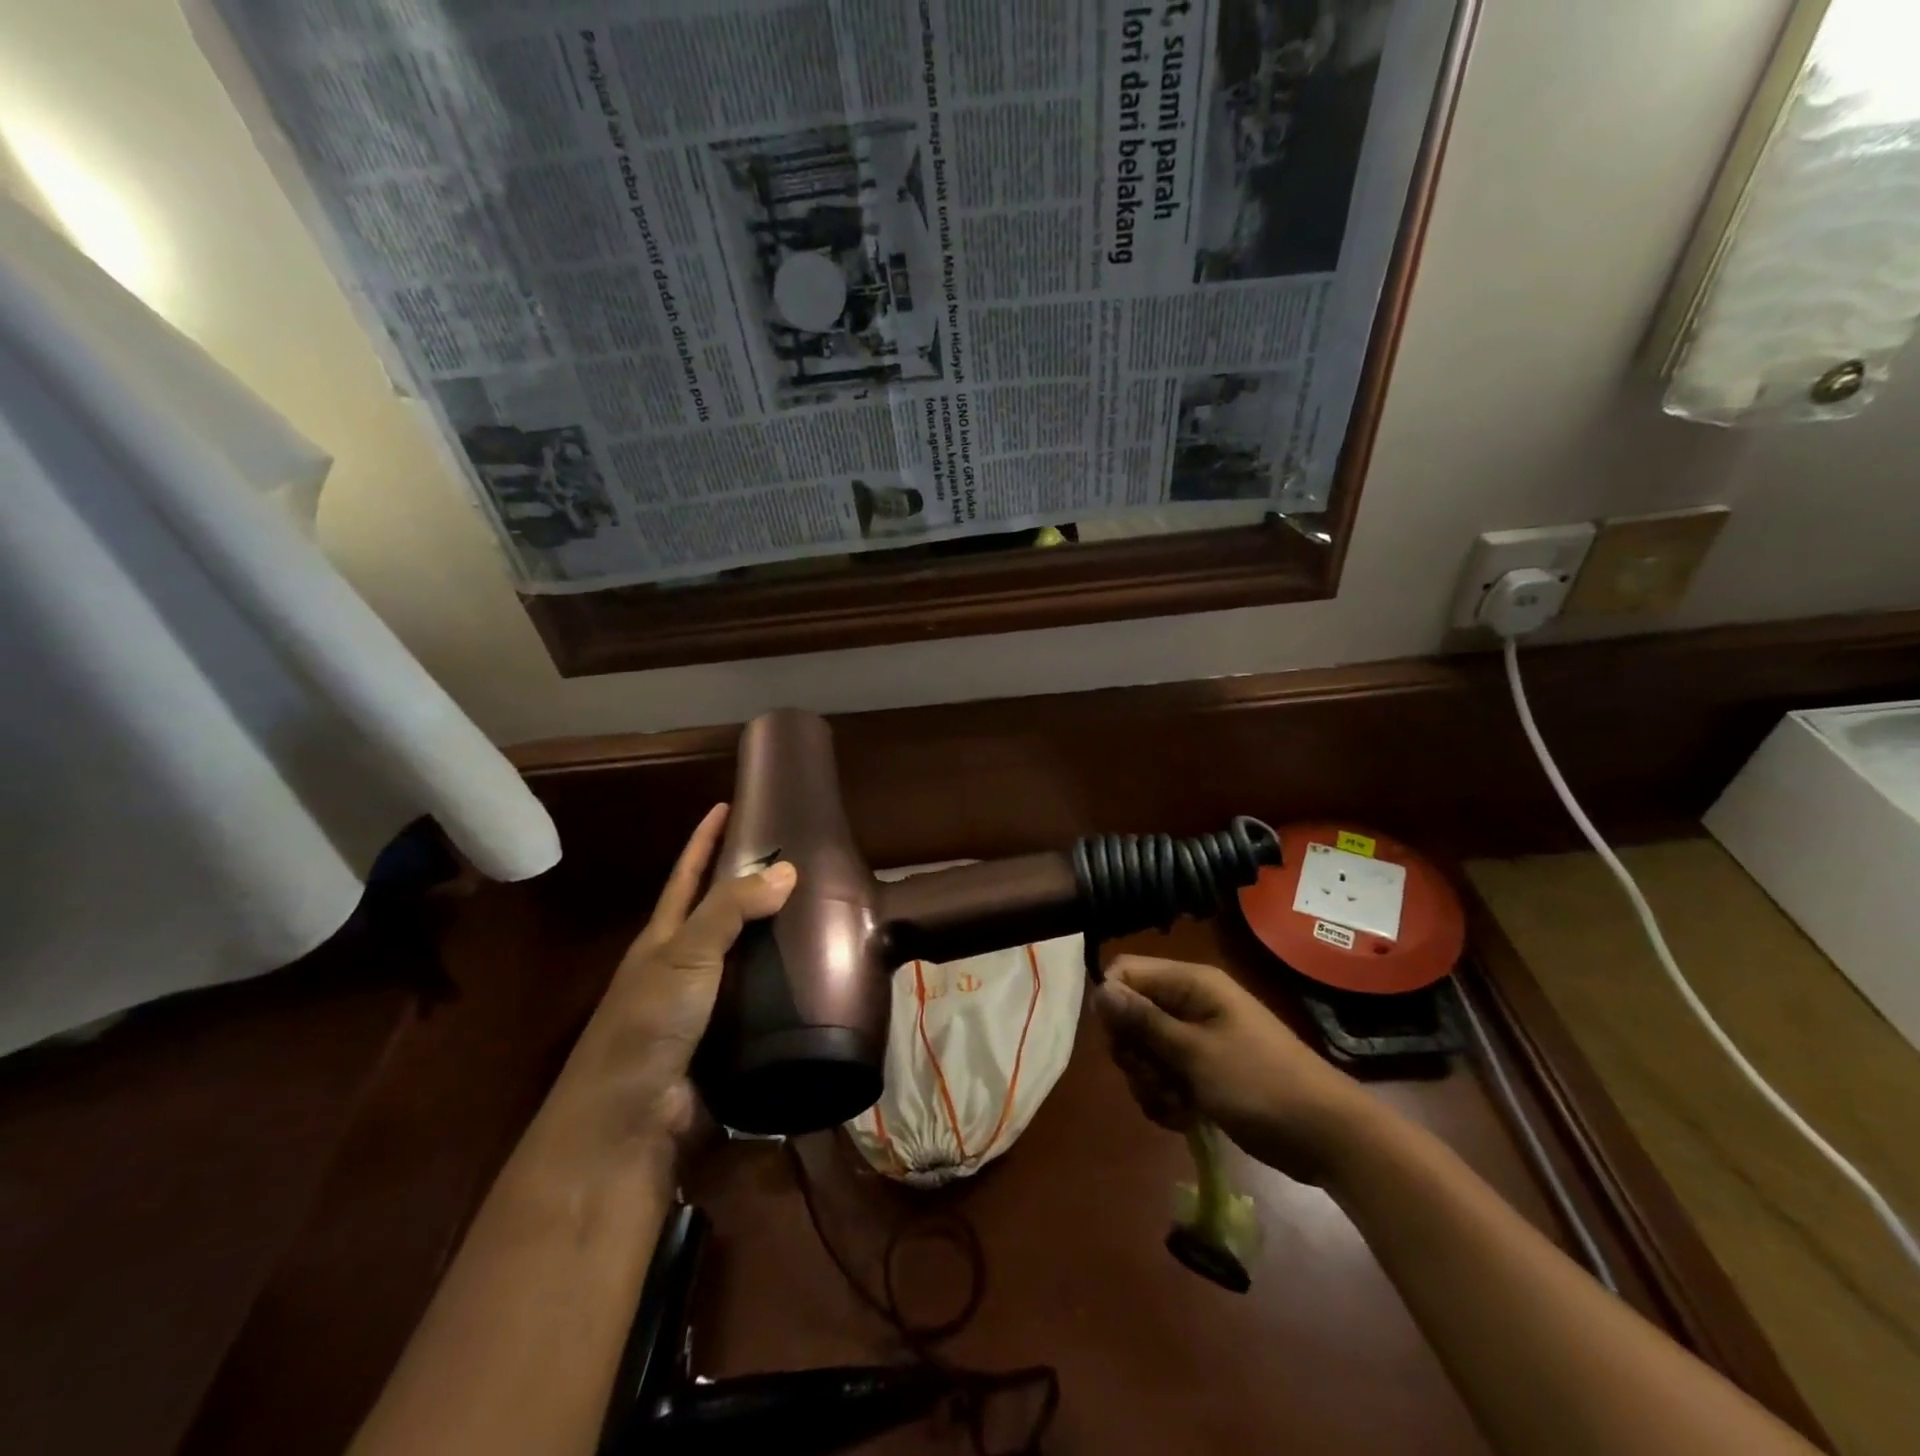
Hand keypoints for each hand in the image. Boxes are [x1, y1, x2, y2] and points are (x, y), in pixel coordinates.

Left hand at [548, 805, 795, 1160]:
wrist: (629, 1123)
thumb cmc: (648, 1024)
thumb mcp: (685, 955)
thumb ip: (732, 910)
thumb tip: (787, 869)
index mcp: (665, 938)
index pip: (688, 875)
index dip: (706, 840)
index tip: (730, 805)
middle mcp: (684, 968)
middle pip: (722, 916)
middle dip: (755, 888)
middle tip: (804, 861)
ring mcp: (706, 1008)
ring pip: (749, 961)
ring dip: (780, 940)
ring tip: (827, 914)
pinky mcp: (730, 1043)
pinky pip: (766, 1005)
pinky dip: (790, 989)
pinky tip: (823, 979)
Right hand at [1094, 955, 1371, 1184]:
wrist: (1327, 1137)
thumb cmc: (1260, 1084)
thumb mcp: (1195, 1054)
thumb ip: (1144, 1022)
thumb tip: (1100, 991)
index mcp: (1191, 984)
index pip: (1126, 974)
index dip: (1114, 1006)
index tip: (1124, 1044)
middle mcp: (1190, 1003)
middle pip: (1131, 1015)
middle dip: (1133, 1054)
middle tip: (1155, 1079)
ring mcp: (1198, 1038)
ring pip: (1144, 1050)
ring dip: (1149, 1082)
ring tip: (1175, 1105)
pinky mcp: (1204, 1070)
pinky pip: (1164, 1075)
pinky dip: (1166, 1097)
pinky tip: (1184, 1118)